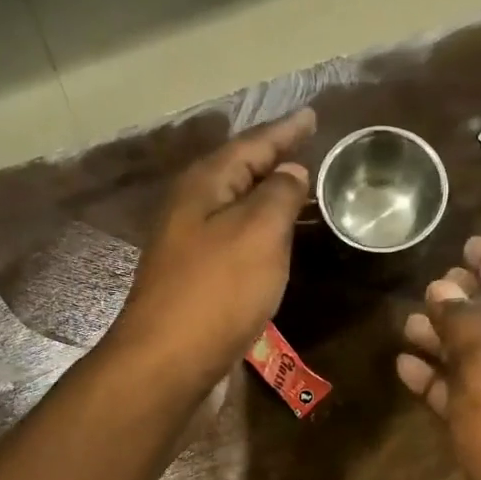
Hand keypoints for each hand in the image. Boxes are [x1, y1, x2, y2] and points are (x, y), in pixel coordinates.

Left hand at [110, 109, 315, 389]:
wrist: (168, 363)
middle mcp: (191, 210)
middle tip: (308, 150)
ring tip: (301, 192)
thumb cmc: (217, 292)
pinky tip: (277, 243)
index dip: (285, 131)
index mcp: (203, 186)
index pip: (251, 144)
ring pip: (236, 210)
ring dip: (268, 198)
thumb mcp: (258, 232)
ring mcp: (190, 249)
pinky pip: (236, 243)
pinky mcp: (197, 283)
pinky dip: (261, 234)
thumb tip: (290, 171)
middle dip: (273, 160)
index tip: (312, 115)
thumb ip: (278, 195)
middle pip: (238, 173)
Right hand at [396, 237, 480, 479]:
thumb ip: (465, 328)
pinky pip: (462, 399)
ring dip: (443, 344)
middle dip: (465, 305)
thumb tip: (445, 289)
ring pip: (476, 363)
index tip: (469, 244)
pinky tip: (406, 369)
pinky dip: (437, 383)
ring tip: (405, 326)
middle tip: (429, 286)